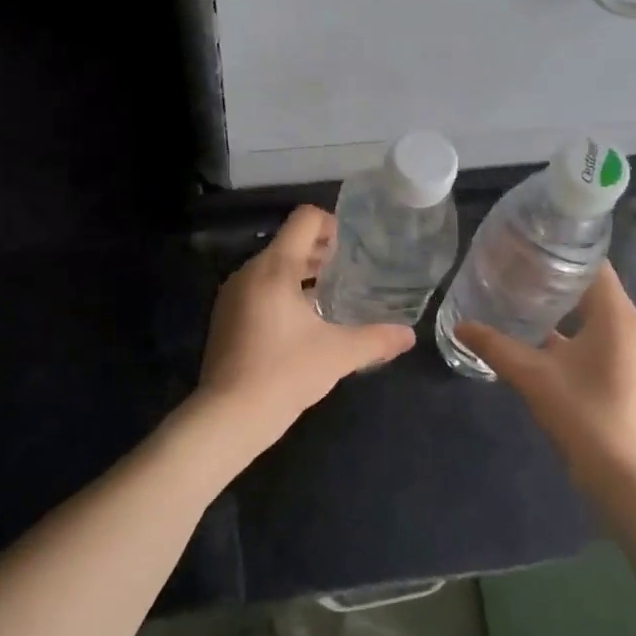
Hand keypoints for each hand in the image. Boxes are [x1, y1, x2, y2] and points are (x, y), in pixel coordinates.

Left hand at [195, 206, 416, 453]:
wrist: (228, 415)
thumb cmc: (285, 373)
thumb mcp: (338, 354)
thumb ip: (377, 339)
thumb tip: (409, 335)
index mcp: (274, 267)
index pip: (305, 219)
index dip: (333, 224)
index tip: (355, 248)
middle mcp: (249, 271)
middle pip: (290, 242)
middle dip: (322, 253)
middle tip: (353, 272)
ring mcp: (233, 294)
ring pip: (273, 267)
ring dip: (303, 274)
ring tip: (333, 296)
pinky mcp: (226, 316)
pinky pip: (259, 288)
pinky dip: (283, 293)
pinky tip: (304, 322)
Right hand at [455, 264, 635, 487]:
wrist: (622, 474)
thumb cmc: (582, 413)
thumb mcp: (531, 375)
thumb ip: (494, 346)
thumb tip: (459, 325)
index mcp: (616, 315)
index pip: (593, 264)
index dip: (560, 251)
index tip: (525, 245)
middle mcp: (628, 324)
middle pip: (591, 285)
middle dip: (554, 276)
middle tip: (513, 267)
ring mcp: (627, 349)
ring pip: (592, 311)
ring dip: (560, 303)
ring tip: (518, 294)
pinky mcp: (621, 368)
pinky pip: (594, 332)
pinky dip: (568, 327)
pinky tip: (534, 333)